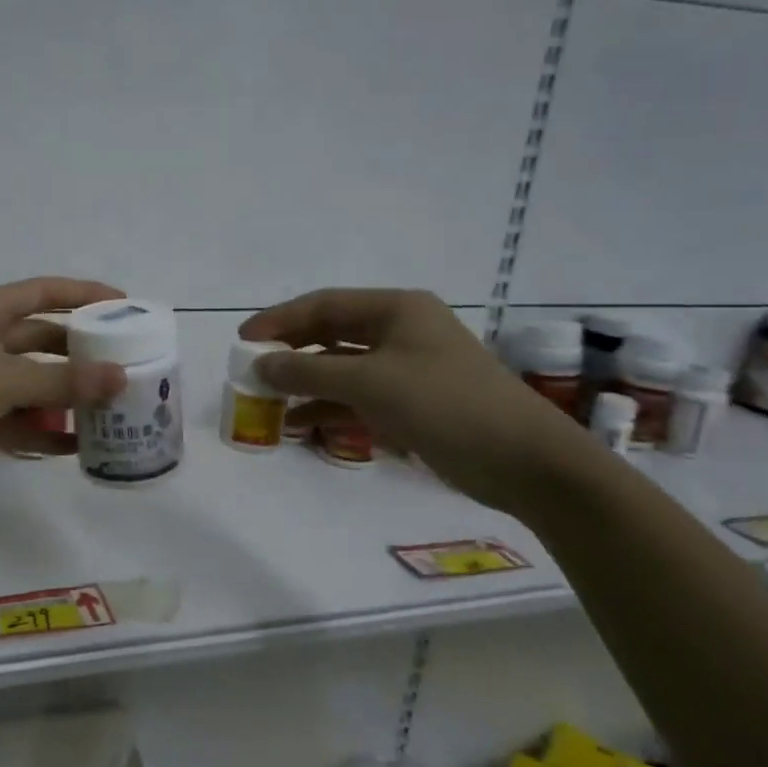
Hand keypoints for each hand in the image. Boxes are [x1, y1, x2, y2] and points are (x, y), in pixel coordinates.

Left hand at [0, 277, 128, 490]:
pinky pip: (16, 419)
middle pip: (42, 340)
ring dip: (65, 398)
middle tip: (124, 366)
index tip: (124, 306)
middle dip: (80, 354)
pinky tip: (75, 447)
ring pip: (31, 384)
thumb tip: (119, 378)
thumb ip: (63, 381)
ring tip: (109, 411)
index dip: (84, 294)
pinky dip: (41, 431)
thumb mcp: (5, 380)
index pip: (44, 292)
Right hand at [240, 289, 600, 515]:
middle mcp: (401, 330)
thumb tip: (259, 365)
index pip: (323, 305)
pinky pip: (360, 397)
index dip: (279, 320)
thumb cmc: (445, 405)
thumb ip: (308, 371)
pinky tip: (300, 426)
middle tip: (251, 371)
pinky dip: (330, 408)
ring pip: (343, 368)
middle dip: (291, 352)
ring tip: (268, 403)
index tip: (242, 341)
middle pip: (331, 334)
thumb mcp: (369, 383)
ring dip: (307, 384)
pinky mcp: (414, 402)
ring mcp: (409, 368)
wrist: (525, 461)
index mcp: (396, 309)